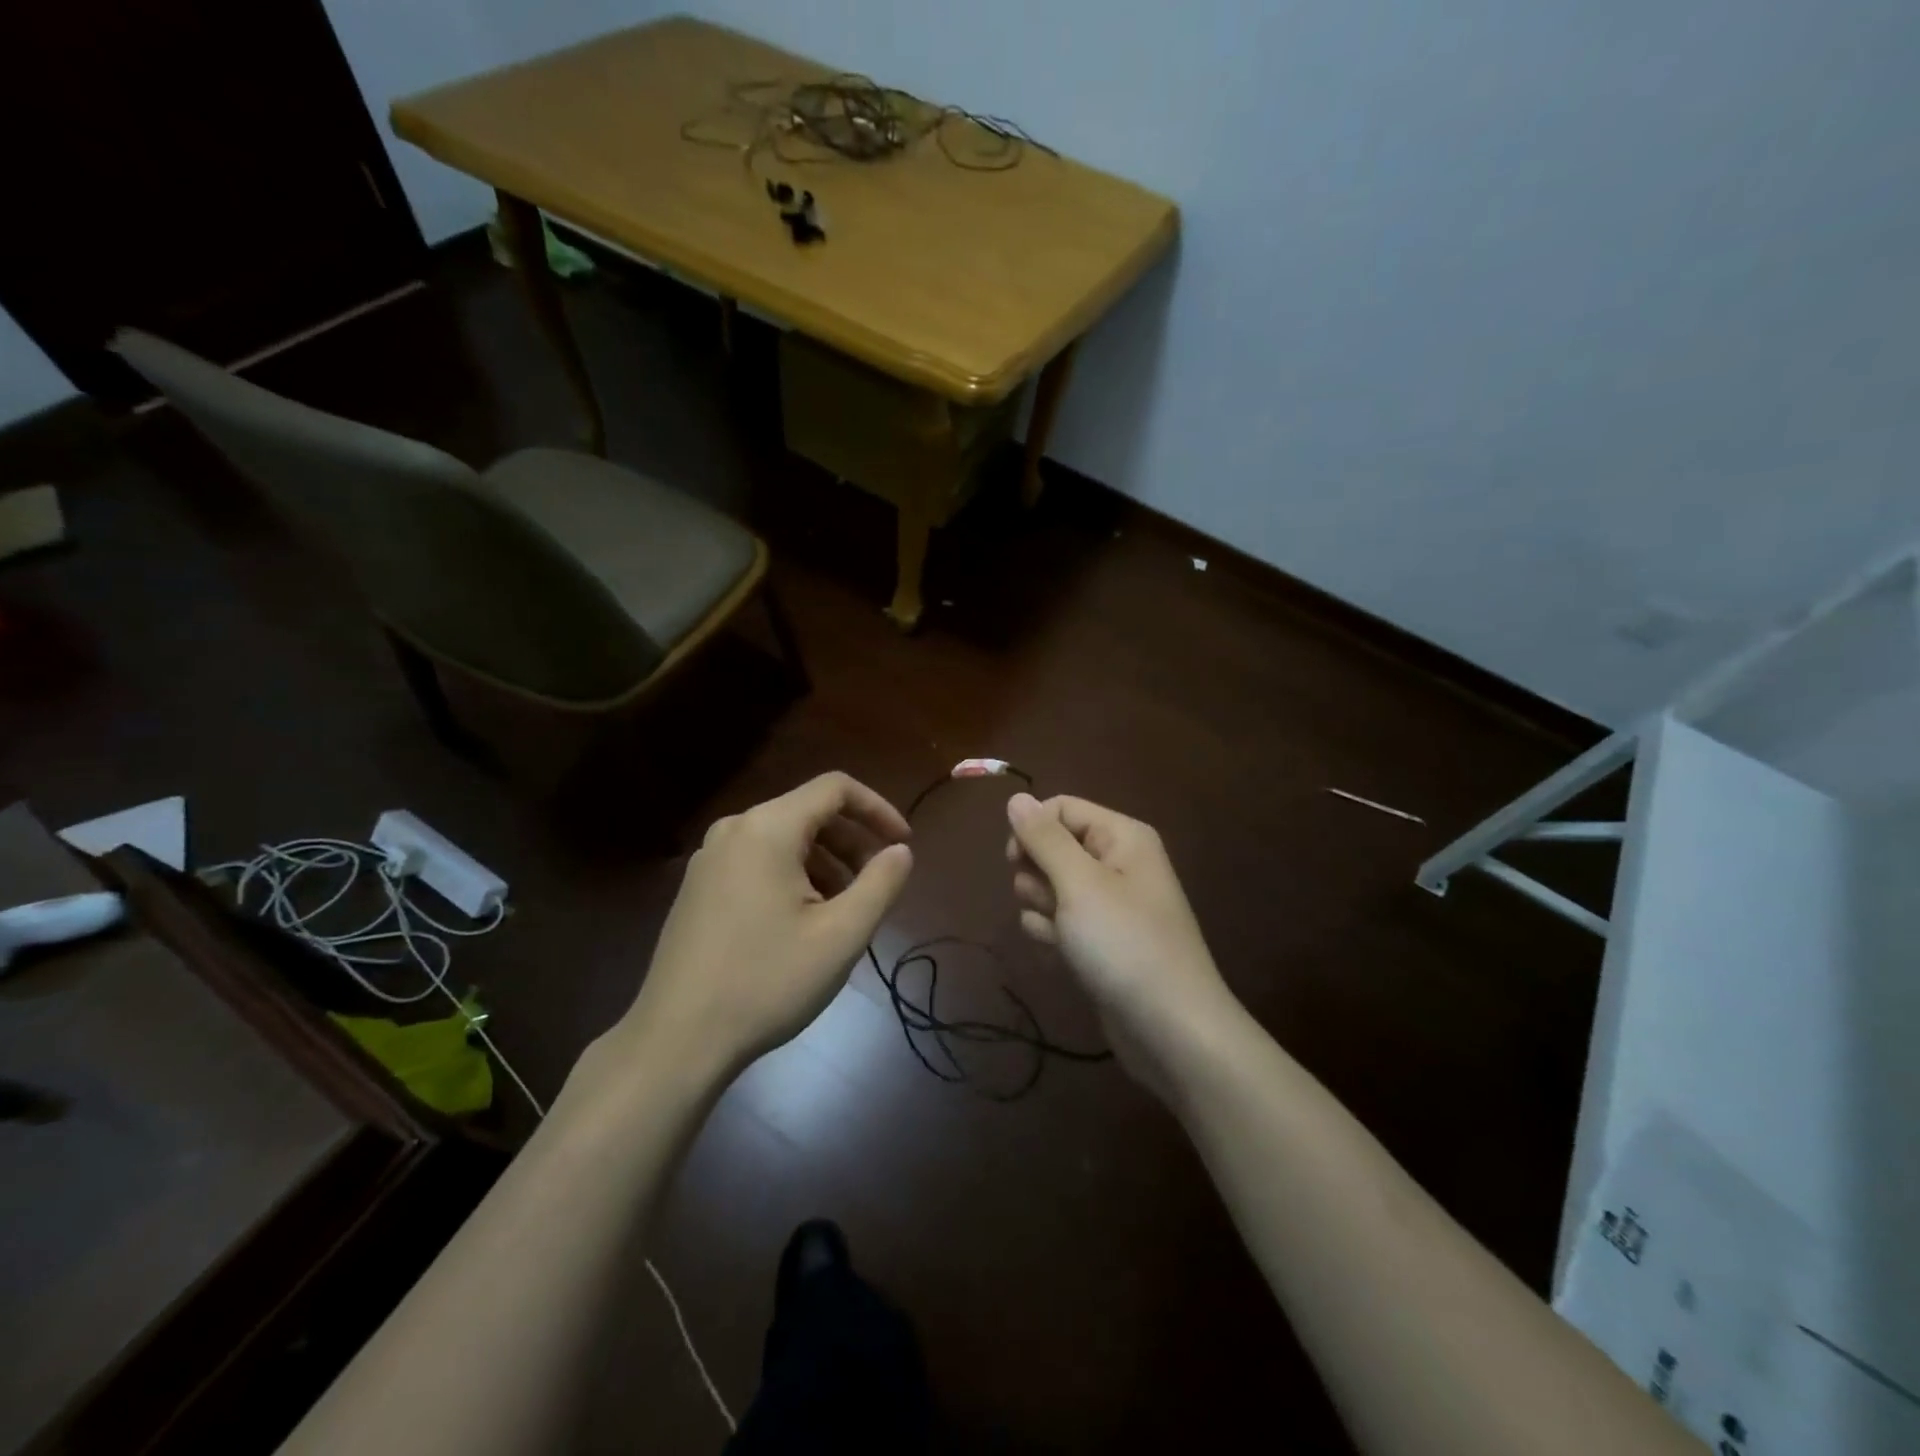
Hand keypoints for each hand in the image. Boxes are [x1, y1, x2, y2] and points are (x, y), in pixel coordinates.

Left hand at [598, 773, 913, 1088]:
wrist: (677, 1040)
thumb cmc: (767, 982)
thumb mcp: (841, 935)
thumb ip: (881, 883)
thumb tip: (901, 850)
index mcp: (768, 829)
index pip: (834, 788)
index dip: (877, 808)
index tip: (902, 844)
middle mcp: (734, 830)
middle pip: (808, 812)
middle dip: (852, 841)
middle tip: (877, 882)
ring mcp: (708, 859)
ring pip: (782, 839)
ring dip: (824, 861)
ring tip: (843, 908)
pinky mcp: (696, 888)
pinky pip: (757, 861)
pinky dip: (792, 875)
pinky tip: (802, 922)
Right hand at [1006, 793, 1238, 1091]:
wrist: (1170, 1030)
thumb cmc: (1124, 944)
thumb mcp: (1079, 883)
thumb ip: (1044, 838)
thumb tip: (1016, 797)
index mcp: (1121, 837)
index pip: (1061, 808)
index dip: (1032, 829)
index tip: (1014, 860)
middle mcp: (1117, 863)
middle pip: (1052, 848)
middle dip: (1038, 876)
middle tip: (1054, 904)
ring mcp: (1108, 905)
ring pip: (1049, 888)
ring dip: (1043, 910)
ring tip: (1064, 937)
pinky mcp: (1099, 941)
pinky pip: (1059, 922)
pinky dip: (1054, 937)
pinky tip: (1065, 958)